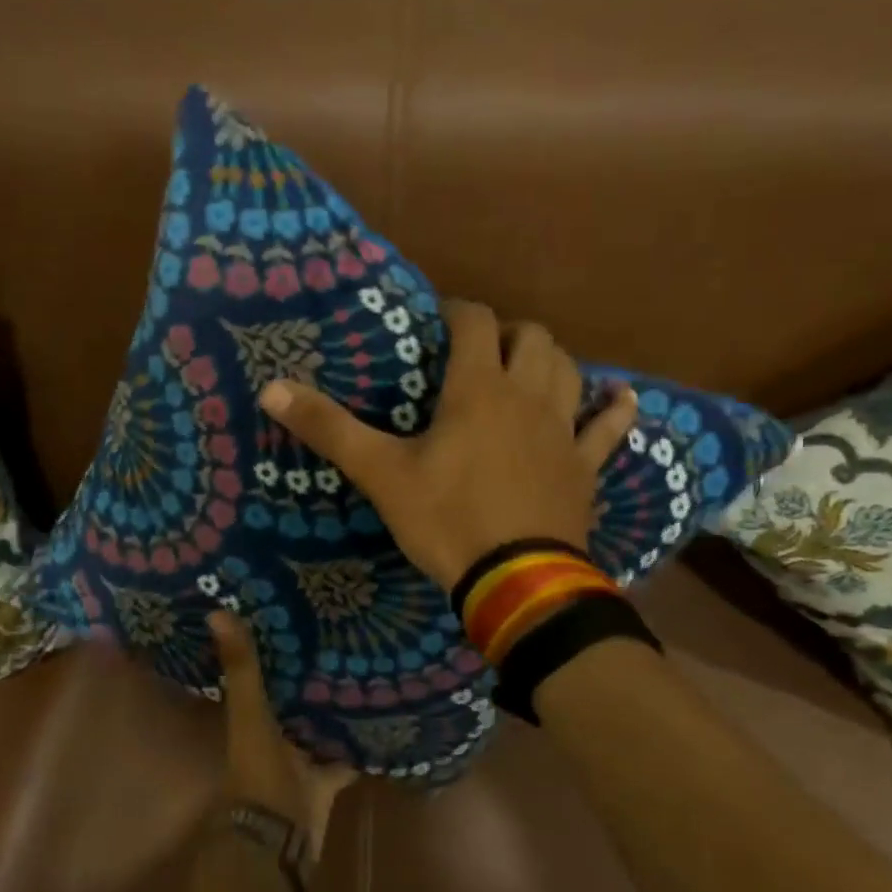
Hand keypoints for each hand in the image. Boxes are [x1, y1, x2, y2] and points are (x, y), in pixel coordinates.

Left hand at [210, 611, 355, 861]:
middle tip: (346, 632)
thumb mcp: (250, 714)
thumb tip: (215, 611)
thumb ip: (241, 669)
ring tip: (370, 666)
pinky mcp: (326, 779)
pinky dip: (360, 742)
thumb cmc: (259, 772)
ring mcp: (303, 758)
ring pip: (321, 724)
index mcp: (255, 715)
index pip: (265, 670)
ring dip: (337, 704)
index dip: (278, 643)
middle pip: (296, 696)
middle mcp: (277, 733)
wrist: (278, 840)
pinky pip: (347, 755)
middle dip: (315, 670)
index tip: (300, 610)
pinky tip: (384, 718)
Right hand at [257, 302, 640, 588]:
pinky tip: (620, 398)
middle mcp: (528, 396)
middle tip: (480, 352)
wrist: (516, 581)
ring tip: (528, 369)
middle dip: (506, 333)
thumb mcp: (381, 474)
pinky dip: (614, 410)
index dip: (457, 310)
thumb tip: (271, 388)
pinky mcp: (585, 466)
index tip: (438, 320)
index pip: (474, 322)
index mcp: (478, 388)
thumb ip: (329, 428)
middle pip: (531, 337)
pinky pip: (608, 429)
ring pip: (568, 371)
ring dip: (549, 360)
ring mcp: (563, 430)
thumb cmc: (446, 520)